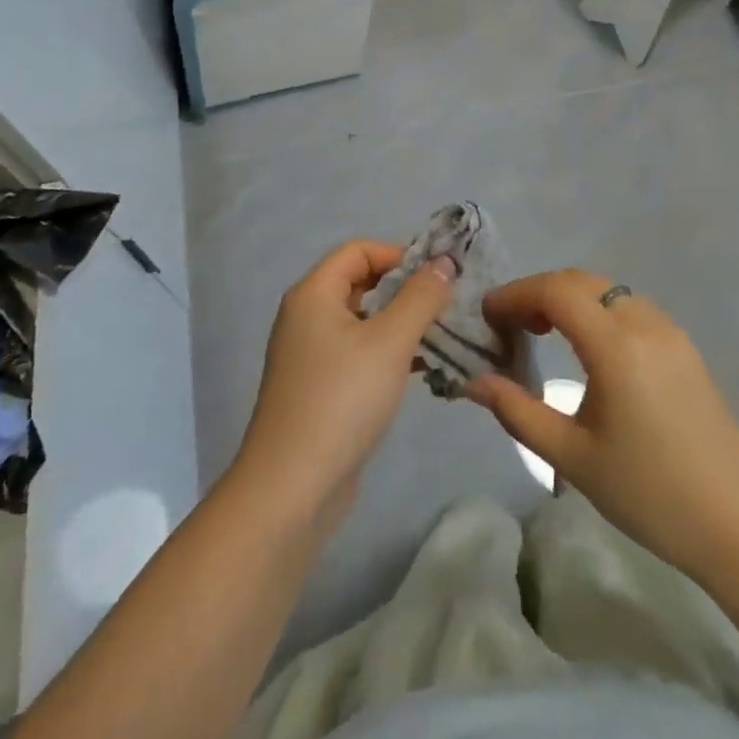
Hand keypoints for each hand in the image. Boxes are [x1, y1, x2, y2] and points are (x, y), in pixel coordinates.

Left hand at [233, 241, 454, 536]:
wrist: (292, 488)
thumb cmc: (342, 400)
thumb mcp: (390, 342)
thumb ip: (421, 297)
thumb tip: (444, 261)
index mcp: (313, 294)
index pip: (358, 250)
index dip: (399, 254)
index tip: (438, 275)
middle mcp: (305, 316)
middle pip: (359, 283)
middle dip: (403, 289)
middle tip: (446, 304)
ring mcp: (309, 355)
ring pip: (361, 321)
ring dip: (399, 323)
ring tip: (441, 335)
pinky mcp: (319, 388)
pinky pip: (357, 353)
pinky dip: (387, 353)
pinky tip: (420, 369)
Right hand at [468, 269, 738, 580]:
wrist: (736, 523)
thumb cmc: (647, 493)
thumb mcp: (572, 457)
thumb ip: (517, 411)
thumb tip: (473, 382)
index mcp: (616, 346)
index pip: (555, 291)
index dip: (516, 294)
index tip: (487, 314)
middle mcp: (644, 323)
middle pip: (579, 281)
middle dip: (538, 292)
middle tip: (510, 324)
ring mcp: (669, 331)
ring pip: (606, 290)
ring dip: (569, 298)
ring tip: (542, 332)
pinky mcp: (684, 346)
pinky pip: (629, 306)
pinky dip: (596, 310)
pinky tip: (587, 346)